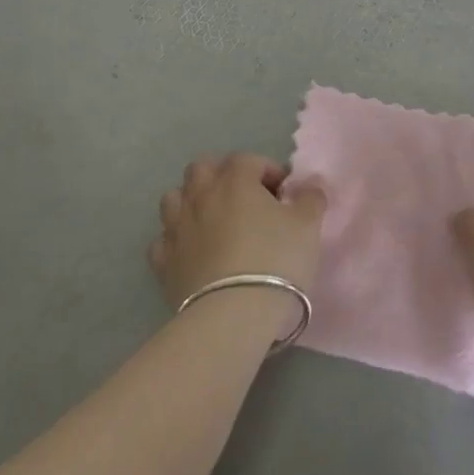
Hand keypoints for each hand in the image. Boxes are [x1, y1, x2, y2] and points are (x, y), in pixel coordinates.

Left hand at [150, 154, 326, 307]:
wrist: (232, 315)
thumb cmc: (275, 260)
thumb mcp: (308, 225)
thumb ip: (311, 199)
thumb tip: (310, 187)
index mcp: (235, 180)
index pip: (248, 159)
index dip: (268, 171)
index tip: (284, 194)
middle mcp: (200, 195)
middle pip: (202, 168)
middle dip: (221, 175)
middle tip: (244, 198)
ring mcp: (177, 228)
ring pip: (174, 198)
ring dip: (191, 202)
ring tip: (213, 220)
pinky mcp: (163, 262)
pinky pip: (163, 240)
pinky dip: (175, 240)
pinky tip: (191, 252)